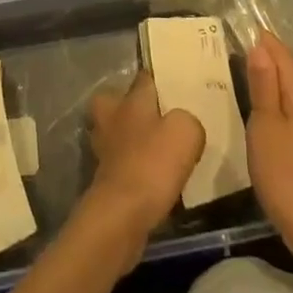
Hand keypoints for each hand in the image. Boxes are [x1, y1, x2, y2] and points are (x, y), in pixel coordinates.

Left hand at [82, 72, 204, 267]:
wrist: (122, 214)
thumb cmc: (152, 163)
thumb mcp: (185, 132)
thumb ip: (188, 120)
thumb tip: (184, 125)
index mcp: (131, 99)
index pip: (143, 78)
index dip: (159, 80)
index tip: (174, 85)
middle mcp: (112, 117)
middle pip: (115, 101)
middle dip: (129, 105)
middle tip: (155, 117)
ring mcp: (103, 148)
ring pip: (115, 132)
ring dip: (130, 138)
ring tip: (157, 149)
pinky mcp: (104, 178)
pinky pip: (120, 162)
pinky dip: (132, 166)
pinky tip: (152, 177)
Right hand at [245, 30, 292, 263]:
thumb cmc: (288, 177)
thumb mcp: (266, 127)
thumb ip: (263, 86)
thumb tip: (260, 45)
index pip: (280, 52)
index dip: (259, 38)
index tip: (234, 27)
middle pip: (288, 70)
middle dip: (263, 58)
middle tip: (228, 50)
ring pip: (291, 92)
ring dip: (269, 83)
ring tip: (239, 77)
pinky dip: (277, 105)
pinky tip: (261, 116)